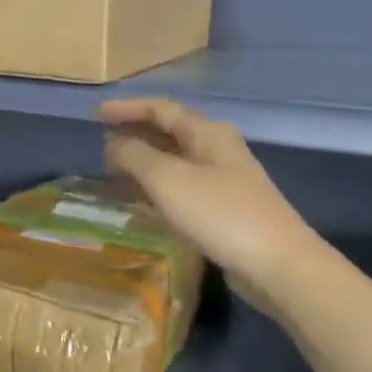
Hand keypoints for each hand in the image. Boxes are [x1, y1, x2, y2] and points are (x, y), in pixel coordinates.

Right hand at [99, 98, 322, 307]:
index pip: (159, 108)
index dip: (126, 108)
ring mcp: (221, 179)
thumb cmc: (218, 212)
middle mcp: (215, 149)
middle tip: (100, 144)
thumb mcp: (166, 178)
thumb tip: (114, 143)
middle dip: (133, 133)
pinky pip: (178, 186)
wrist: (276, 264)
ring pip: (172, 160)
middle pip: (167, 131)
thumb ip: (134, 154)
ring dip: (141, 161)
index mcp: (206, 132)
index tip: (95, 113)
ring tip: (111, 171)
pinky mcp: (221, 207)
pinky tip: (137, 199)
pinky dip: (154, 186)